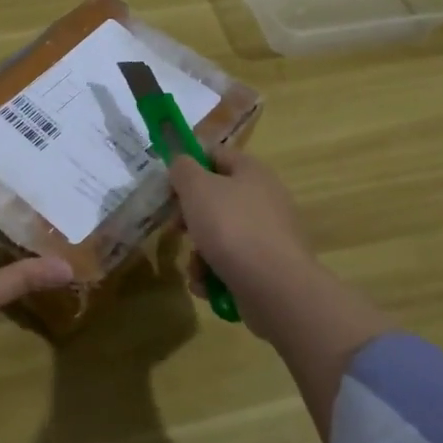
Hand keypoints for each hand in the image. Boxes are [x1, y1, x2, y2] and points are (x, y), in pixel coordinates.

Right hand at [168, 143, 325, 341]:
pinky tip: (206, 285)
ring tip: (194, 267)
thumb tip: (181, 163)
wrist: (274, 287)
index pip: (214, 155)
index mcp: (251, 171)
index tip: (167, 185)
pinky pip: (231, 262)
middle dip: (190, 216)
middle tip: (175, 228)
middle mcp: (264, 199)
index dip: (188, 165)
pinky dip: (214, 273)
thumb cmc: (231, 227)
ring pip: (219, 234)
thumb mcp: (196, 188)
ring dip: (199, 252)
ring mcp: (268, 235)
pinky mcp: (267, 267)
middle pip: (215, 198)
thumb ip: (182, 168)